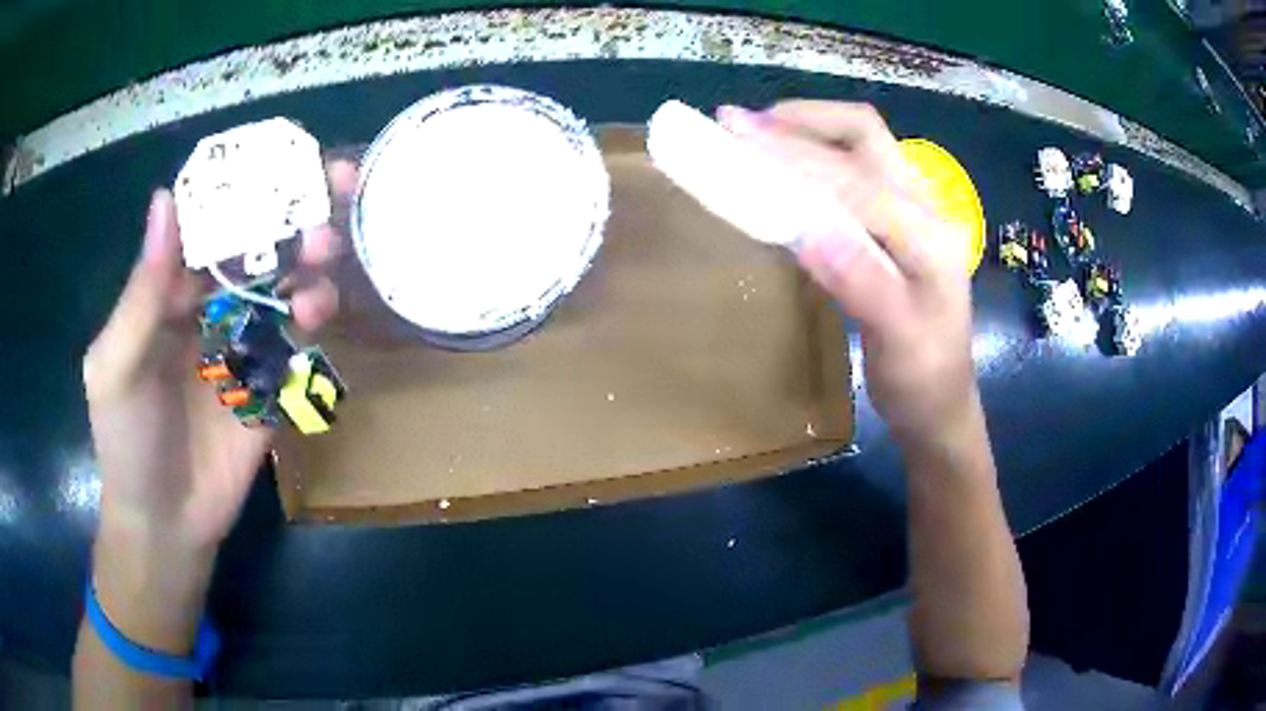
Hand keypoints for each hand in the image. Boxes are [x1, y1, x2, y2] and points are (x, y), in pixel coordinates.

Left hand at [83, 160, 357, 556]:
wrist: (166, 522)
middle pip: (255, 243)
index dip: (240, 183)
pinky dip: (313, 317)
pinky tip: (320, 311)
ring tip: (327, 249)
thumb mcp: (117, 366)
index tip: (280, 154)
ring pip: (283, 283)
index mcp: (169, 289)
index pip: (208, 219)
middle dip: (290, 212)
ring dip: (308, 259)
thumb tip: (165, 200)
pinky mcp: (270, 382)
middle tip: (331, 183)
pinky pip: (296, 339)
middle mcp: (208, 303)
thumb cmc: (126, 442)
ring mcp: (242, 342)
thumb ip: (141, 294)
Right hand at [717, 101, 975, 445]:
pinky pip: (854, 169)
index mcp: (930, 234)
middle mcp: (926, 207)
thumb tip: (807, 229)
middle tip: (742, 125)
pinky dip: (814, 156)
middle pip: (864, 134)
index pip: (855, 176)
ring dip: (807, 130)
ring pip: (861, 144)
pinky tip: (785, 165)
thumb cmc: (922, 380)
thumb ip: (860, 283)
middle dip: (802, 119)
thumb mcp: (897, 342)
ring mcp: (913, 209)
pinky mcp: (898, 220)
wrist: (943, 402)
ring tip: (755, 134)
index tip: (735, 135)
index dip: (794, 152)